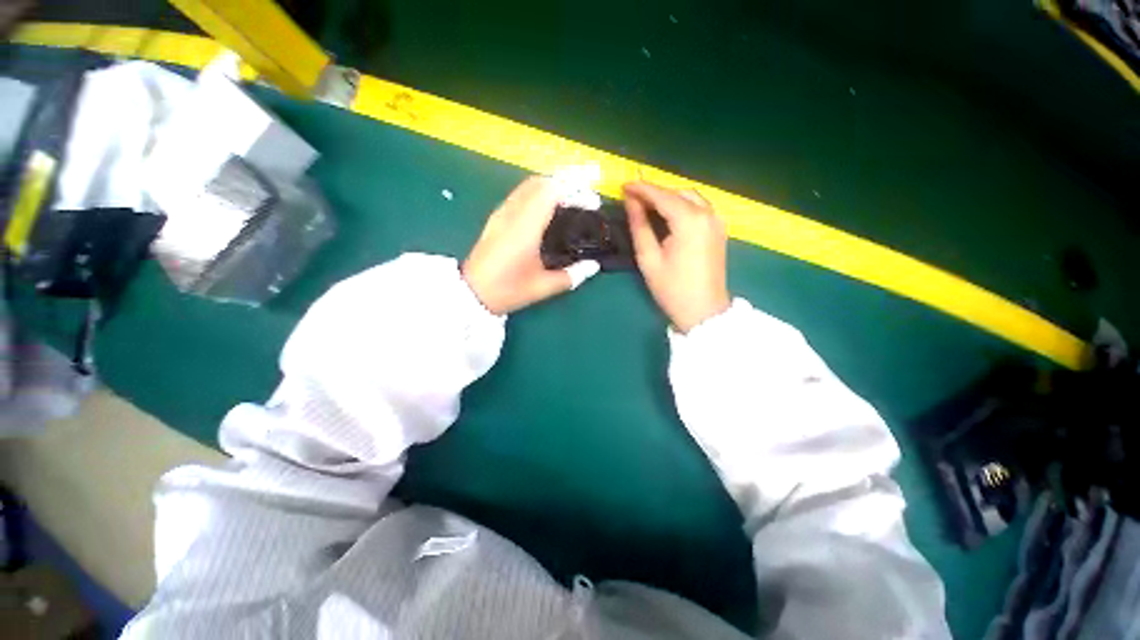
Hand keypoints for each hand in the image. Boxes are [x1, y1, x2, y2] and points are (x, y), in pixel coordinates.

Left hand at [463, 176, 597, 314]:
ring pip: (529, 186)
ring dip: (552, 186)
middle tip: (586, 196)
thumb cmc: (507, 290)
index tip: (593, 193)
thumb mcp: (543, 286)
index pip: (552, 191)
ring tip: (572, 199)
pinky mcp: (496, 218)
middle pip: (541, 182)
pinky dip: (539, 193)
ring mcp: (502, 213)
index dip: (575, 186)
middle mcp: (513, 213)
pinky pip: (521, 194)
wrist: (471, 294)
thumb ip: (572, 275)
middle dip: (566, 182)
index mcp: (526, 227)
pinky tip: (549, 208)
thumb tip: (593, 266)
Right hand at [624, 182, 730, 332]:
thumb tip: (631, 202)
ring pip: (690, 197)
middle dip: (655, 192)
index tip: (623, 185)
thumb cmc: (672, 288)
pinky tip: (667, 215)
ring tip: (646, 206)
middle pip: (677, 192)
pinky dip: (681, 206)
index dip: (641, 189)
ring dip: (668, 198)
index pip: (662, 195)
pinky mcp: (719, 229)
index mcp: (690, 221)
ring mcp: (717, 221)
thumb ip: (639, 226)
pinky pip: (698, 207)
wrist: (703, 311)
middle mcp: (708, 214)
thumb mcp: (648, 258)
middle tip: (632, 198)